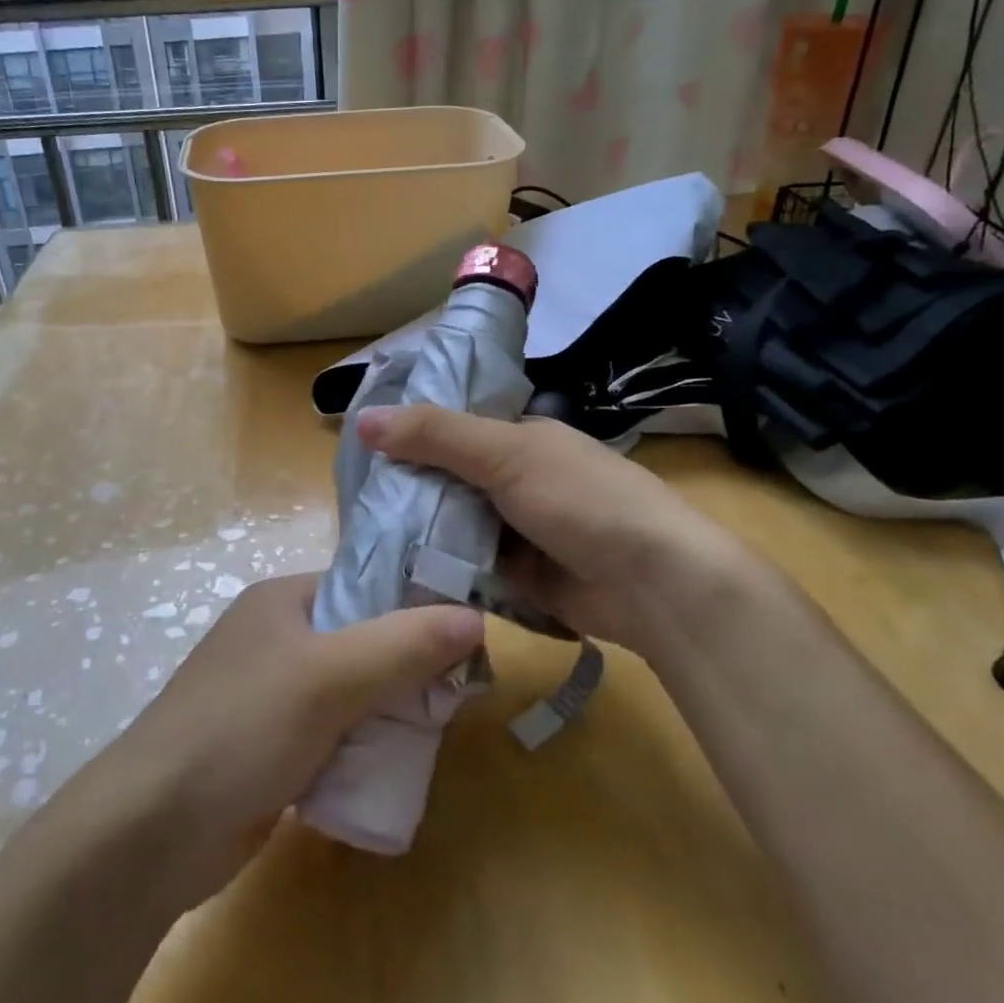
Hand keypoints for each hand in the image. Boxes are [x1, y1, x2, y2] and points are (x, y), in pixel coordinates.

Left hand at [82, 572, 481, 907]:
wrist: (151, 832)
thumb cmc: (242, 727)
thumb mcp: (329, 676)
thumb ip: (404, 645)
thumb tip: (476, 617)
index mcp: (283, 600)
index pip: (365, 586)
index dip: (415, 607)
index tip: (464, 640)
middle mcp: (275, 639)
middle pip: (362, 642)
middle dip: (405, 670)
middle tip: (454, 698)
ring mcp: (270, 697)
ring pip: (350, 694)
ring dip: (386, 715)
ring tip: (431, 736)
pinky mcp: (269, 749)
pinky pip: (332, 737)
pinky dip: (359, 750)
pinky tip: (389, 770)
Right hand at [356, 404, 763, 658]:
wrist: (654, 583)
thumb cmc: (582, 499)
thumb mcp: (506, 454)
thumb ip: (436, 435)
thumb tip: (363, 419)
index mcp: (518, 439)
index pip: (449, 429)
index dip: (406, 435)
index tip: (356, 450)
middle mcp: (514, 479)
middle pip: (445, 480)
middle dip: (404, 490)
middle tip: (349, 503)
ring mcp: (515, 530)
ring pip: (451, 525)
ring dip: (417, 533)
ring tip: (358, 540)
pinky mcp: (516, 577)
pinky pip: (465, 567)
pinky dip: (438, 570)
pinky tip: (393, 575)